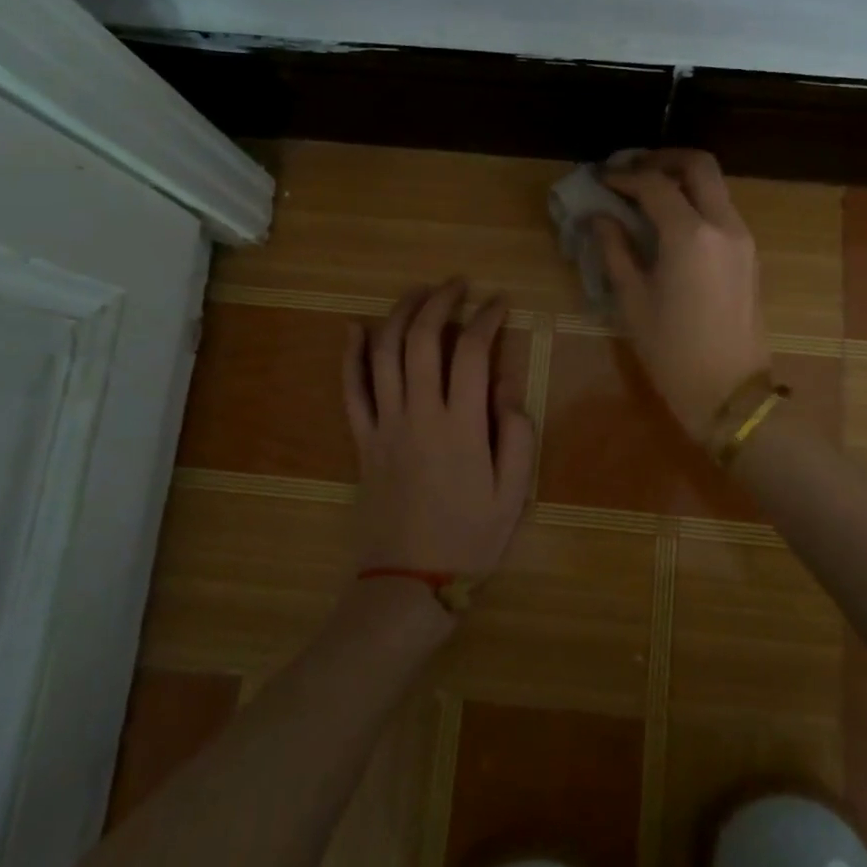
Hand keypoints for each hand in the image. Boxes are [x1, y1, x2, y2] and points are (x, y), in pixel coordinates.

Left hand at [342, 279, 534, 591]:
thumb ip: (516, 433)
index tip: (499, 303)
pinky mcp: (362, 440)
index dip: (486, 318)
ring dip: (399, 314)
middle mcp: (419, 414)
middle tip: (457, 285)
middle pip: (422, 339)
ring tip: (417, 292)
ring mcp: (384, 425)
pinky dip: (350, 356)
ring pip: (384, 354)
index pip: (472, 351)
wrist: (409, 582)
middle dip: (440, 302)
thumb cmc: (470, 538)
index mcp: (462, 426)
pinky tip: (354, 328)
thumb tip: (504, 383)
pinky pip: (351, 390)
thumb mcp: (513, 492)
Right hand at [595, 150, 770, 435]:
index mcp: (691, 235)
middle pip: (698, 165)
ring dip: (681, 179)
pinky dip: (696, 202)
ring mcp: (743, 239)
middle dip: (662, 159)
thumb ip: (615, 250)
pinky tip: (669, 222)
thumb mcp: (633, 301)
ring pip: (715, 186)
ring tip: (646, 194)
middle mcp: (724, 225)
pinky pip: (722, 210)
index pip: (654, 185)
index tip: (599, 180)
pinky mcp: (750, 255)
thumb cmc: (673, 352)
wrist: (731, 394)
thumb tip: (600, 218)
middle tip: (630, 170)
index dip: (623, 177)